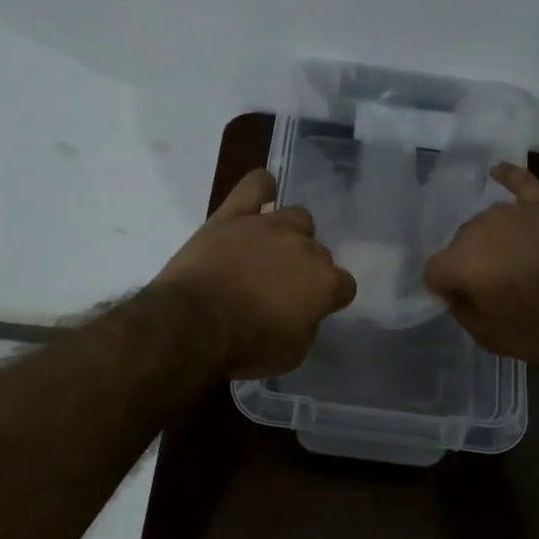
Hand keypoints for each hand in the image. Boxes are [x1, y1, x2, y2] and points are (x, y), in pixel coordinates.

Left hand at [155, 168, 356, 378]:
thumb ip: (307, 325)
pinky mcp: (232, 215)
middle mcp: (304, 247)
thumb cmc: (246, 347)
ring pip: (297, 217)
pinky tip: (262, 197)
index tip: (313, 309)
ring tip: (270, 251)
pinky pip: (256, 185)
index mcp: (324, 282)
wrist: (193, 324)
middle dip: (306, 269)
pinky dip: (262, 188)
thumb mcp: (292, 353)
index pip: (344, 285)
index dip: (330, 298)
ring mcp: (268, 226)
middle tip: (282, 288)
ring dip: (290, 233)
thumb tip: (304, 311)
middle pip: (319, 251)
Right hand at [422, 163, 538, 361]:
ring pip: (488, 222)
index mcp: (459, 262)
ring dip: (492, 239)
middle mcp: (478, 228)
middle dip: (471, 263)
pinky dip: (509, 177)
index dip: (445, 289)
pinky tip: (498, 171)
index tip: (462, 302)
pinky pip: (522, 182)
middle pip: (461, 244)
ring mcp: (514, 211)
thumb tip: (456, 294)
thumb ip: (463, 311)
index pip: (433, 272)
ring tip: (512, 259)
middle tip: (495, 287)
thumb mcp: (490, 337)